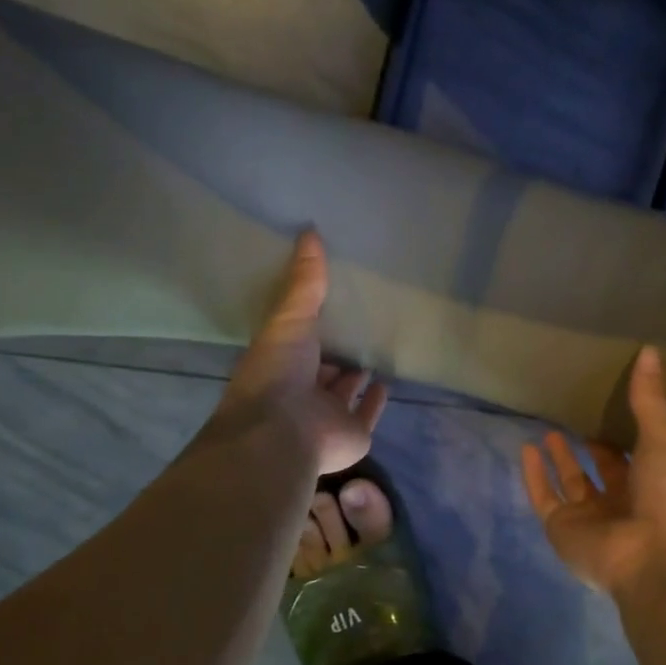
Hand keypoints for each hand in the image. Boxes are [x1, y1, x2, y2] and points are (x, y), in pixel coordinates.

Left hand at [219, 231, 388, 474]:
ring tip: (375, 351)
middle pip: (323, 369)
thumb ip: (304, 281)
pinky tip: (387, 383)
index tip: (331, 306)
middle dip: (337, 353)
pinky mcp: (353, 434)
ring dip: (356, 377)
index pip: (299, 344)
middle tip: (359, 327)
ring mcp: (327, 415)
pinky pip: (368, 414)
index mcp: (282, 364)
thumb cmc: (278, 372)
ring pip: (345, 392)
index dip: (312, 328)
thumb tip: (311, 230)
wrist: (284, 430)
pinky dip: (376, 401)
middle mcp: (303, 390)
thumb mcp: (289, 317)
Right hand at [520, 346, 665, 603]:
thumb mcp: (664, 439)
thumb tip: (651, 349)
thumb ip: (650, 400)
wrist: (658, 559)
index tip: (609, 407)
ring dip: (560, 460)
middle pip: (601, 471)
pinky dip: (534, 476)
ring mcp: (591, 518)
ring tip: (548, 430)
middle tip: (575, 417)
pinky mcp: (563, 529)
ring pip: (570, 484)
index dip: (621, 435)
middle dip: (589, 448)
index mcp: (653, 484)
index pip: (634, 456)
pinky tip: (526, 448)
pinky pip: (544, 498)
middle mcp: (622, 502)